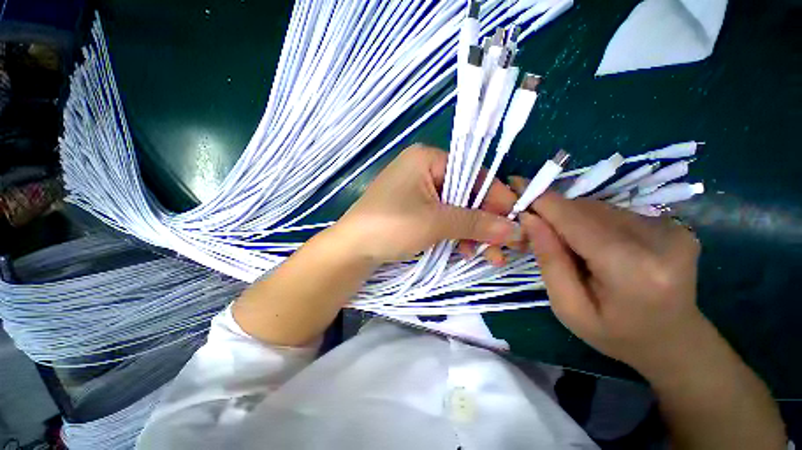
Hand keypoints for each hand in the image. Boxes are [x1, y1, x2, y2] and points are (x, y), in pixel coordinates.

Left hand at [332, 145, 521, 264]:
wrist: (352, 250)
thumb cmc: (390, 226)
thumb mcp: (436, 222)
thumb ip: (476, 223)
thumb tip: (514, 229)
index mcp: (428, 159)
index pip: (474, 175)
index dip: (497, 199)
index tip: (517, 222)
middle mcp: (425, 171)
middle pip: (466, 194)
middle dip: (485, 222)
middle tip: (505, 247)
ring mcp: (420, 192)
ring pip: (456, 210)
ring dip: (473, 233)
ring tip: (488, 257)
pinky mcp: (416, 210)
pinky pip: (443, 219)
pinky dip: (456, 235)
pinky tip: (466, 251)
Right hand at [509, 177, 703, 372]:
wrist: (674, 342)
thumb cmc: (615, 334)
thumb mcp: (568, 307)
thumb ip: (549, 260)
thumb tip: (529, 219)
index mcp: (633, 270)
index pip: (577, 221)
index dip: (543, 200)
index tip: (515, 184)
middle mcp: (661, 240)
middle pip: (588, 210)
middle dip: (553, 212)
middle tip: (530, 223)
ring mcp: (673, 228)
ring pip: (600, 207)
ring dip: (571, 217)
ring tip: (562, 241)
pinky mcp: (674, 224)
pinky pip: (615, 212)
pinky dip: (591, 221)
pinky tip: (589, 242)